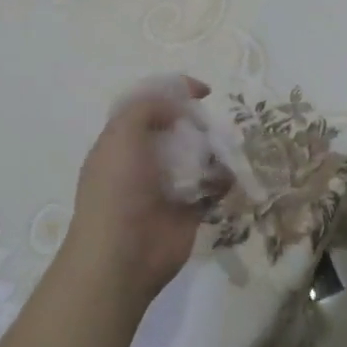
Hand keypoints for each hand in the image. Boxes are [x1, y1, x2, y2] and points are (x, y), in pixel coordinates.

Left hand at [62, 77, 210, 309]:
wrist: (123, 255)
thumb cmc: (118, 189)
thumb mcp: (122, 134)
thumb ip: (147, 107)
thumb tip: (177, 107)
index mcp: (122, 141)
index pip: (149, 106)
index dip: (174, 93)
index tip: (202, 91)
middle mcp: (144, 160)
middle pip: (178, 129)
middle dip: (198, 123)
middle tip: (210, 126)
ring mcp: (168, 186)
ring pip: (198, 156)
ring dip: (214, 150)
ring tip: (225, 149)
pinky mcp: (189, 210)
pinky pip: (212, 186)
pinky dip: (224, 179)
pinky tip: (228, 176)